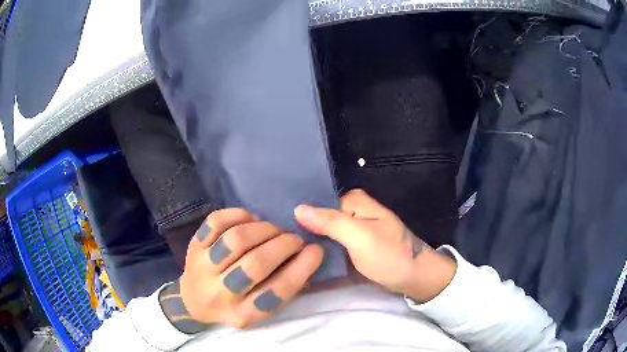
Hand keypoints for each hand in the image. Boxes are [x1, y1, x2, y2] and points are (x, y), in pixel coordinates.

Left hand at [159, 209, 323, 333]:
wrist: (193, 301)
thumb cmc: (234, 305)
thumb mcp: (258, 309)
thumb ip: (282, 288)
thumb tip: (308, 255)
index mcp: (243, 314)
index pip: (277, 292)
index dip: (302, 268)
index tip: (316, 250)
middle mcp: (220, 294)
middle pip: (255, 264)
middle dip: (283, 245)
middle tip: (294, 239)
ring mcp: (203, 268)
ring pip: (236, 239)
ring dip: (263, 229)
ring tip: (273, 230)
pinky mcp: (194, 246)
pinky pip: (216, 222)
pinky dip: (238, 215)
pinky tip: (250, 219)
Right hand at [295, 189, 455, 302]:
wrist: (415, 276)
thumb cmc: (390, 255)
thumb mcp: (360, 237)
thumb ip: (330, 222)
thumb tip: (297, 208)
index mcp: (354, 201)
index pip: (317, 204)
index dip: (301, 218)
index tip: (281, 233)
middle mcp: (353, 210)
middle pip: (320, 217)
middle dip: (304, 230)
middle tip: (284, 247)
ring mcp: (354, 228)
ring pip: (325, 231)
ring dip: (312, 242)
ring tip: (290, 253)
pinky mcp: (355, 244)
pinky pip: (333, 243)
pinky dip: (322, 250)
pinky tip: (307, 258)